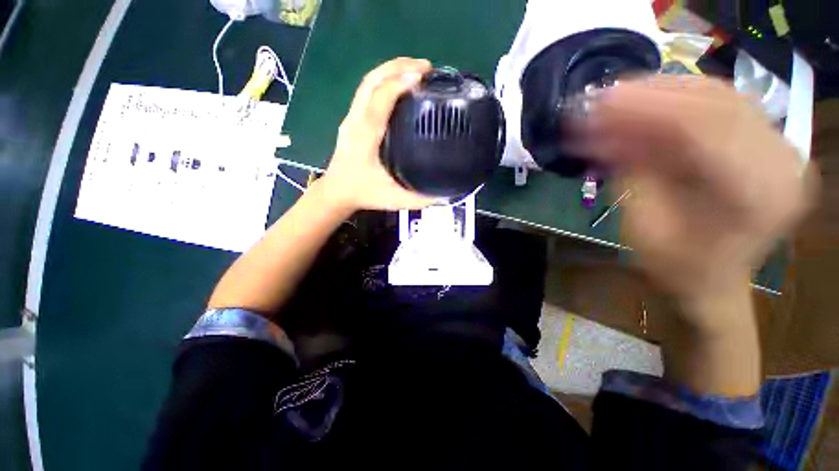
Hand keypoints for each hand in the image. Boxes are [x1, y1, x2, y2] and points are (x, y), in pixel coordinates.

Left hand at [317, 57, 434, 211]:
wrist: (337, 192)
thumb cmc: (363, 194)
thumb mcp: (393, 200)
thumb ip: (419, 199)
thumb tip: (444, 195)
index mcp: (365, 136)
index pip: (379, 99)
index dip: (399, 82)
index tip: (423, 76)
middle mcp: (356, 120)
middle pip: (371, 81)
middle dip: (398, 66)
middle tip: (426, 67)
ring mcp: (351, 117)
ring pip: (367, 82)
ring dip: (390, 69)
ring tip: (416, 69)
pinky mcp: (352, 119)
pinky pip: (366, 90)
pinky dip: (384, 80)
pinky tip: (399, 84)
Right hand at [581, 76, 815, 316]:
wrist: (712, 281)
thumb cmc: (675, 267)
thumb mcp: (643, 225)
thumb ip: (630, 173)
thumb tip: (600, 133)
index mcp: (757, 196)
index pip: (703, 127)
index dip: (645, 107)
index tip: (599, 101)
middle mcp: (782, 163)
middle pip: (716, 102)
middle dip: (651, 93)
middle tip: (602, 95)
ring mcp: (780, 149)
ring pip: (721, 95)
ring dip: (664, 90)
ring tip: (619, 95)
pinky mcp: (768, 142)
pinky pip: (724, 104)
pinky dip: (681, 98)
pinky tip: (649, 100)